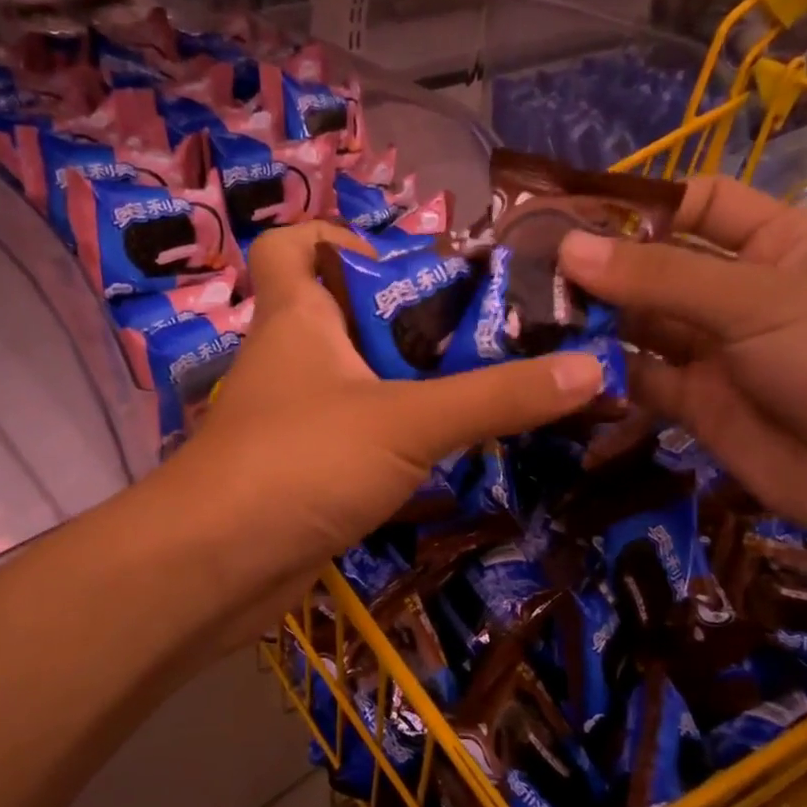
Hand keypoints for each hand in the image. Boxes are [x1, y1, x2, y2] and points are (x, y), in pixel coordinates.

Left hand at [156, 221, 604, 637]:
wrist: (214, 569)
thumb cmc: (299, 462)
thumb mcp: (407, 421)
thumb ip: (496, 396)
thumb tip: (592, 367)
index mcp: (297, 317)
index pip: (293, 242)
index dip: (340, 236)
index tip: (407, 264)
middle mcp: (292, 359)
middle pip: (350, 314)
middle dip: (416, 321)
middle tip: (490, 334)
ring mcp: (296, 420)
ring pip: (362, 383)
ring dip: (418, 386)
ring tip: (495, 390)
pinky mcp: (306, 472)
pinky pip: (362, 439)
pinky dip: (402, 440)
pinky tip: (455, 454)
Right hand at [558, 176, 806, 562]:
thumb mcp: (757, 303)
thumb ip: (660, 278)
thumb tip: (568, 248)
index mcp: (774, 244)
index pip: (698, 204)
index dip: (641, 204)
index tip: (570, 213)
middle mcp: (738, 293)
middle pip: (655, 268)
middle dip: (598, 269)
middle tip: (521, 271)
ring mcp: (714, 352)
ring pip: (639, 327)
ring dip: (591, 323)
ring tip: (523, 318)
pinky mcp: (694, 406)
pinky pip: (637, 382)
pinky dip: (602, 377)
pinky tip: (556, 371)